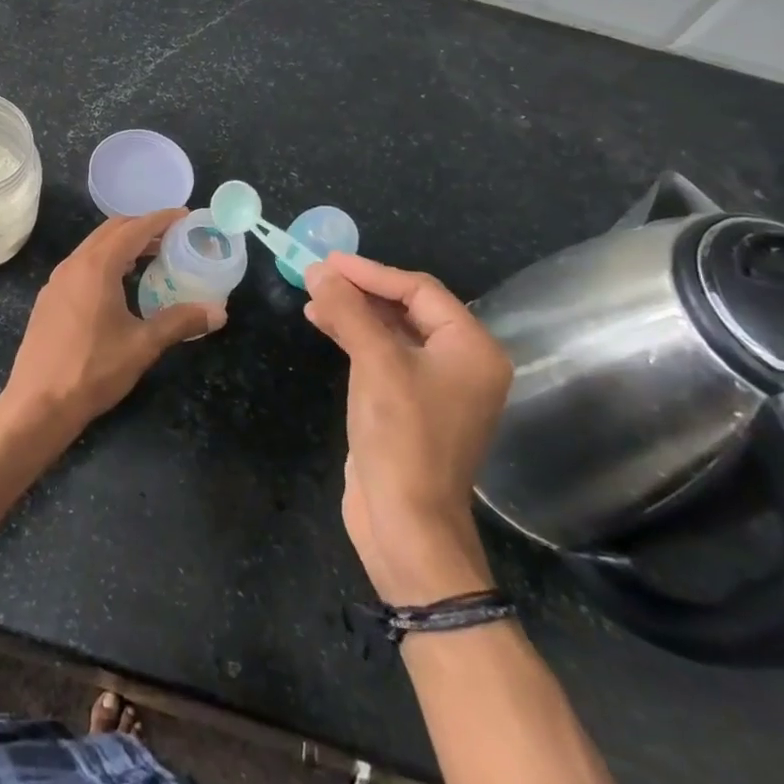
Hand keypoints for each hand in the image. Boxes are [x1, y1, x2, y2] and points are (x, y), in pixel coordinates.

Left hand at [1, 209, 224, 435]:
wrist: (37, 403)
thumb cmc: (93, 370)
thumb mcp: (143, 346)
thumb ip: (180, 322)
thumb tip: (218, 312)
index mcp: (97, 266)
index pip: (134, 228)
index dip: (161, 219)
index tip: (185, 216)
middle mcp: (73, 264)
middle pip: (111, 231)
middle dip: (142, 228)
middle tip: (172, 237)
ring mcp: (57, 281)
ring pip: (94, 248)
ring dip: (123, 246)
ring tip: (151, 259)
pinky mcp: (49, 299)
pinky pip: (81, 266)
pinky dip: (105, 262)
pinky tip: (119, 286)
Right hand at [305, 254, 512, 605]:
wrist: (406, 523)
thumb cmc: (401, 436)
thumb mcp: (374, 363)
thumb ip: (348, 310)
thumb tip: (318, 270)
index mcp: (472, 348)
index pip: (420, 290)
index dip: (371, 272)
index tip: (327, 261)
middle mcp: (462, 363)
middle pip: (408, 308)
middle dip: (361, 290)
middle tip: (317, 274)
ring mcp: (437, 386)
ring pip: (392, 331)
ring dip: (353, 312)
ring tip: (311, 298)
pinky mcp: (411, 405)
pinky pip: (384, 356)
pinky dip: (355, 338)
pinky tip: (324, 325)